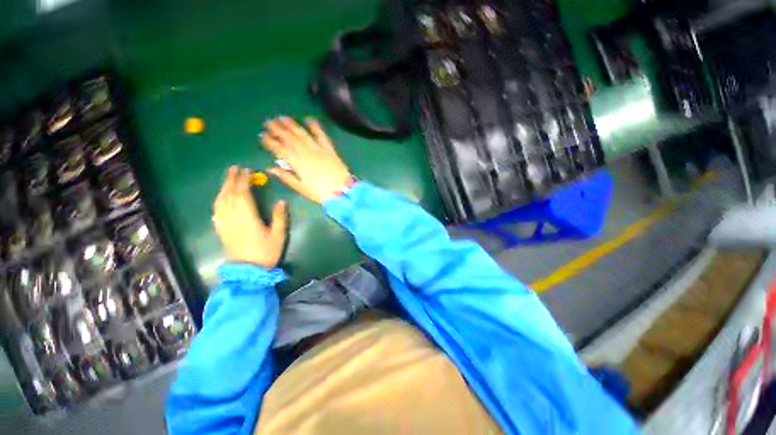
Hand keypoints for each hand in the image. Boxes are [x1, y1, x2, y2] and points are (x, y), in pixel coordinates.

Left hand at [213, 166, 287, 267]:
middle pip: (229, 195)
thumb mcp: (278, 235)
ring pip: (220, 202)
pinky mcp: (221, 230)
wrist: (248, 272)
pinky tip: (220, 198)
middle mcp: (233, 218)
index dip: (244, 181)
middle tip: (235, 168)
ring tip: (228, 178)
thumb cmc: (266, 253)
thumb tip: (281, 201)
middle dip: (231, 180)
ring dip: (223, 188)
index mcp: (248, 219)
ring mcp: (225, 224)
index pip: (242, 195)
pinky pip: (216, 212)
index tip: (248, 171)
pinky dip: (218, 201)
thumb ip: (280, 217)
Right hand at [261, 117, 352, 203]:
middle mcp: (305, 152)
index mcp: (297, 163)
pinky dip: (315, 126)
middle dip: (277, 129)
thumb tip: (270, 168)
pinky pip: (321, 135)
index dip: (270, 142)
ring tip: (282, 118)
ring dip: (291, 124)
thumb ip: (286, 177)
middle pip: (289, 138)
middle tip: (269, 122)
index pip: (280, 149)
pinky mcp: (329, 149)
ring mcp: (318, 149)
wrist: (341, 190)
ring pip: (302, 134)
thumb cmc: (320, 192)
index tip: (263, 136)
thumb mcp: (301, 188)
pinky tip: (309, 119)